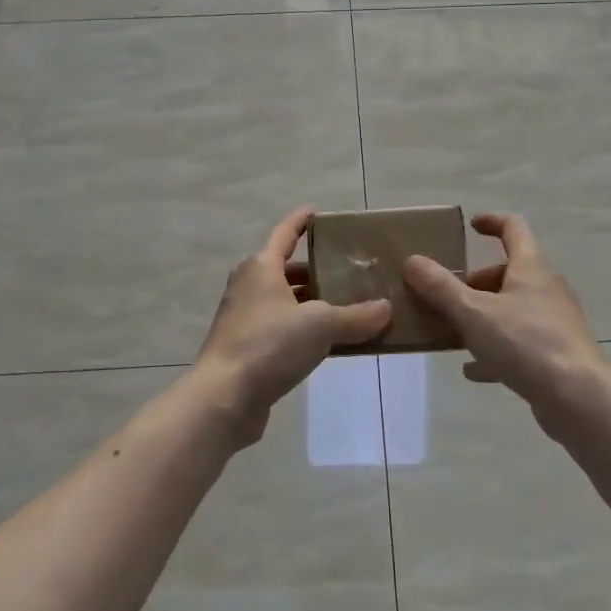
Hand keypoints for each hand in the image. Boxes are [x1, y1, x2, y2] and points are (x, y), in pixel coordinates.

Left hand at [191, 207, 391, 444]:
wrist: (223, 398)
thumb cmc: (269, 345)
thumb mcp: (321, 326)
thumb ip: (356, 317)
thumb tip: (386, 309)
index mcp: (261, 267)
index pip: (285, 233)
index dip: (301, 221)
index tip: (317, 211)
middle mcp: (248, 286)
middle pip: (288, 270)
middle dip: (318, 271)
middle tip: (351, 272)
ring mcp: (243, 318)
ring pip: (285, 301)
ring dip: (312, 304)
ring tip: (347, 308)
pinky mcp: (245, 348)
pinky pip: (281, 328)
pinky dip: (303, 329)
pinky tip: (327, 343)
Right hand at [403, 214, 609, 434]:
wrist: (578, 398)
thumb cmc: (526, 343)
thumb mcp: (473, 313)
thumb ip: (440, 287)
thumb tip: (412, 260)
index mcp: (531, 267)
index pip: (513, 228)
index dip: (491, 222)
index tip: (469, 226)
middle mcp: (546, 288)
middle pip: (508, 273)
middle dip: (475, 281)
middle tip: (445, 297)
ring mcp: (553, 323)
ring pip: (512, 309)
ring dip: (482, 315)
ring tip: (452, 331)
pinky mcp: (555, 354)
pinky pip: (518, 343)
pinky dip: (494, 349)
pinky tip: (472, 369)